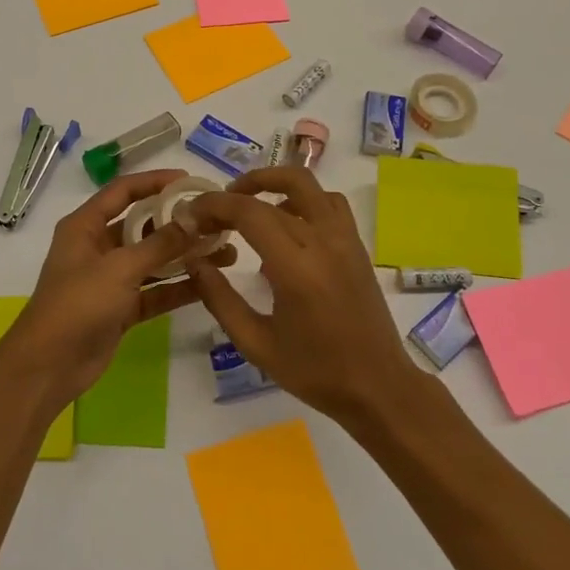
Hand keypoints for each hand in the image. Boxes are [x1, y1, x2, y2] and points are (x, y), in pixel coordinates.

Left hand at [0, 169, 235, 411]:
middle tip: (217, 221)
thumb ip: (159, 244)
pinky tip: (210, 283)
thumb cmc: (77, 304)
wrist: (49, 367)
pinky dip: (178, 287)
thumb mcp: (119, 268)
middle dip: (178, 223)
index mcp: (85, 226)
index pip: (123, 191)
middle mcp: (98, 247)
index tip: (189, 181)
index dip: (154, 182)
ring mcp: (110, 279)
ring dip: (185, 256)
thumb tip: (194, 219)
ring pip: (153, 260)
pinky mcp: (121, 309)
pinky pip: (155, 290)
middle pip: (143, 225)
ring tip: (225, 252)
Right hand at [184, 166, 420, 424]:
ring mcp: (345, 239)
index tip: (191, 215)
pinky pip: (328, 202)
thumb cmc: (315, 372)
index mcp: (296, 269)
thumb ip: (220, 299)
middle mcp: (323, 242)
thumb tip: (194, 261)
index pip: (248, 212)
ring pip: (306, 184)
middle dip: (233, 196)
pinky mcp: (357, 244)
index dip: (214, 205)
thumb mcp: (256, 344)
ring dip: (271, 183)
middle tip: (211, 214)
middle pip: (271, 194)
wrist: (378, 387)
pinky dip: (301, 198)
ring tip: (246, 205)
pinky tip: (285, 222)